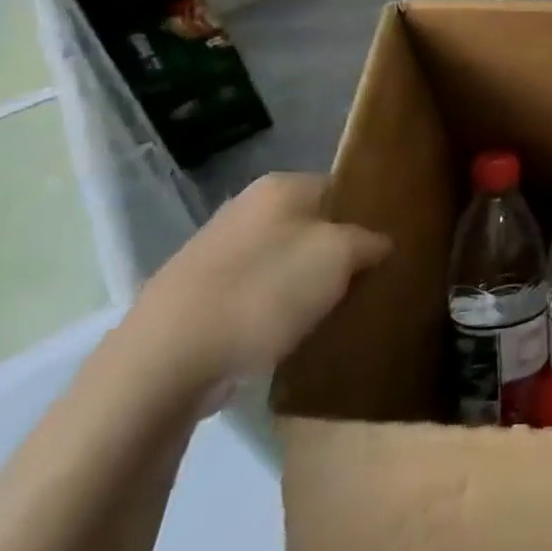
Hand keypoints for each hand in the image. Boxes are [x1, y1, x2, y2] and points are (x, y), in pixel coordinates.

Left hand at [125, 173, 389, 397]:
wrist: (164, 364)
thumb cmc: (263, 293)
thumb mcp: (340, 256)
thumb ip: (370, 241)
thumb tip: (379, 243)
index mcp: (280, 186)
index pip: (342, 188)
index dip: (368, 216)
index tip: (387, 249)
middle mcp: (245, 208)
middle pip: (313, 225)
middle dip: (338, 253)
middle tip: (366, 283)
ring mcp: (216, 252)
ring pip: (284, 261)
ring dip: (306, 285)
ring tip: (331, 314)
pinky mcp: (196, 296)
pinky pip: (255, 293)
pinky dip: (274, 310)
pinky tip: (288, 335)